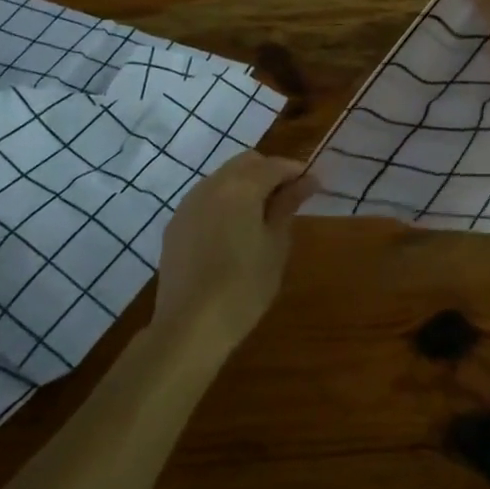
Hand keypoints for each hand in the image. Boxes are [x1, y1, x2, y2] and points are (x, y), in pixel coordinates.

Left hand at [153, 152, 315, 354]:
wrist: (190, 326)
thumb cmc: (244, 286)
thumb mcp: (275, 245)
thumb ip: (288, 205)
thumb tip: (308, 180)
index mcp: (240, 187)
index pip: (274, 165)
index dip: (296, 171)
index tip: (314, 186)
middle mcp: (211, 185)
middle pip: (246, 163)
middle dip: (270, 172)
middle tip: (289, 199)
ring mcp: (188, 204)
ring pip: (223, 178)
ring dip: (245, 185)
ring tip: (262, 216)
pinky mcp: (175, 224)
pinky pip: (206, 198)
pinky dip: (225, 202)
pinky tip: (233, 231)